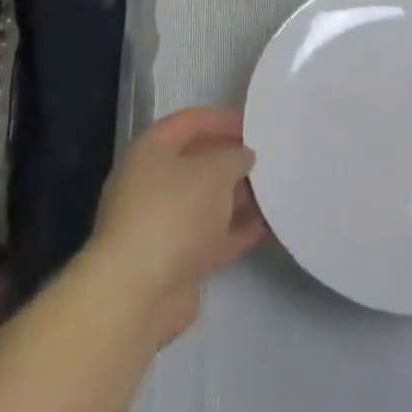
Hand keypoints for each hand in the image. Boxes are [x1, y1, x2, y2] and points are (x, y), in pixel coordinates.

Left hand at [89, 107, 266, 344]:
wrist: (138, 292)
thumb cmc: (173, 213)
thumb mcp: (214, 172)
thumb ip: (234, 157)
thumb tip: (242, 156)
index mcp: (150, 151)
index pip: (188, 122)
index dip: (222, 119)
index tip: (255, 124)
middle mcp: (150, 183)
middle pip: (196, 162)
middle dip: (231, 160)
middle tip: (268, 159)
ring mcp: (160, 223)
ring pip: (204, 202)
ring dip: (236, 197)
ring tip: (273, 191)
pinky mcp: (172, 260)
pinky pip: (209, 237)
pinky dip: (234, 231)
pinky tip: (264, 227)